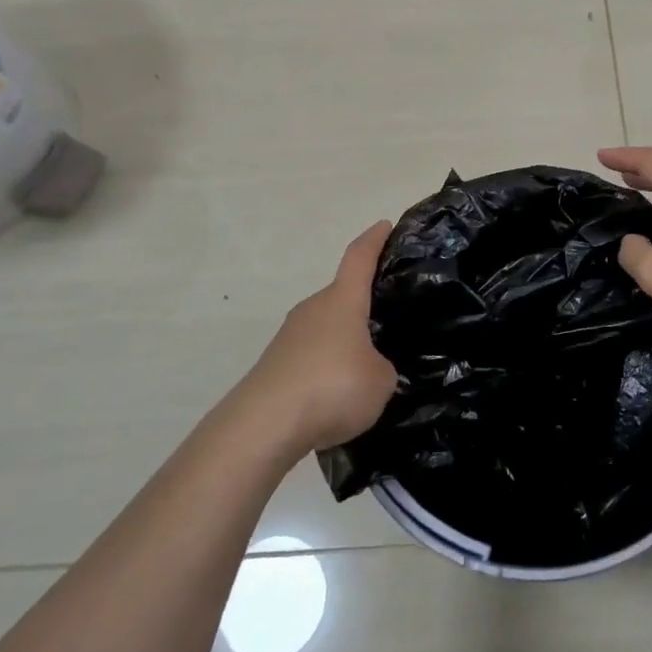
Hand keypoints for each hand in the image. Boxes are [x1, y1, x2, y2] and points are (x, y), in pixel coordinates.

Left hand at [238, 221, 398, 456]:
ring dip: (344, 341)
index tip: (385, 225)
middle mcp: (313, 309)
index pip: (360, 257)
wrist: (262, 426)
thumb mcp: (381, 380)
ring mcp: (289, 337)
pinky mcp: (274, 367)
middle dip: (363, 304)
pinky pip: (311, 358)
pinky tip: (338, 396)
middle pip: (342, 296)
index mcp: (343, 300)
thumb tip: (372, 368)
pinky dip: (326, 369)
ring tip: (368, 366)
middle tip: (389, 317)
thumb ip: (383, 368)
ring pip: (326, 329)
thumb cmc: (333, 387)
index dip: (374, 240)